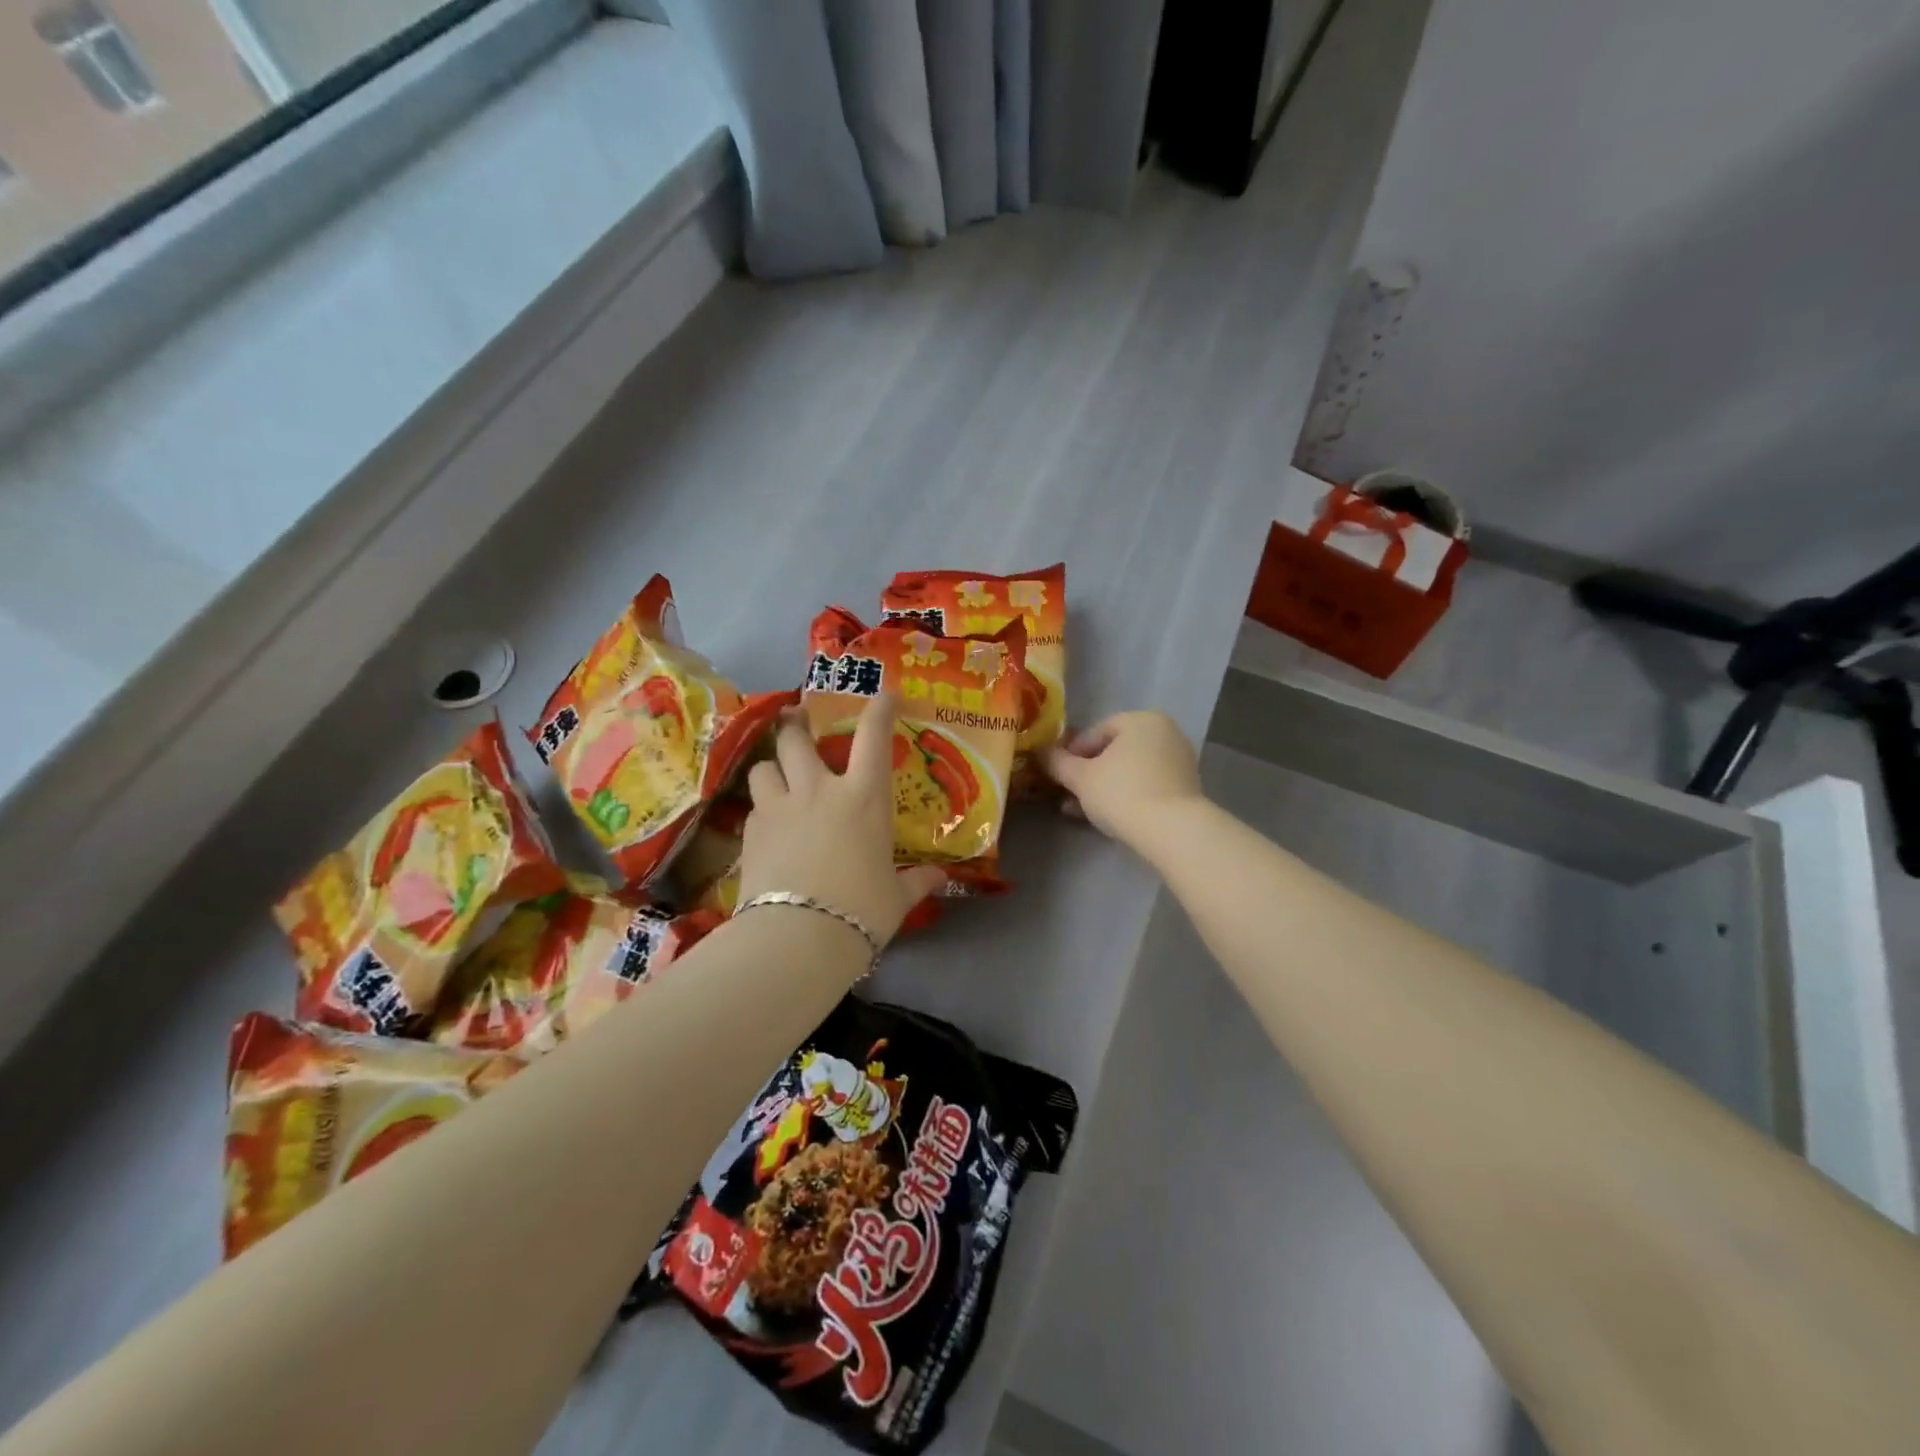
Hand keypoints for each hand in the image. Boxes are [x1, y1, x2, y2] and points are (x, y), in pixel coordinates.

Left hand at [737, 695, 945, 945]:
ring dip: (771, 767)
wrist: (799, 938)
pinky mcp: (751, 833)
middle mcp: (818, 790)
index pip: (873, 738)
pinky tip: (768, 826)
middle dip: (795, 723)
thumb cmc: (861, 912)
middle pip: (796, 738)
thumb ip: (915, 882)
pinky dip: (762, 808)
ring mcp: (779, 808)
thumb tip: (939, 878)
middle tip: (796, 719)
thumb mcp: (896, 898)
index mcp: (864, 798)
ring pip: (763, 766)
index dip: (879, 709)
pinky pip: (754, 807)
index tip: (884, 694)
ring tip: (776, 776)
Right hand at [1041, 711, 1204, 854]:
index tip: (1056, 774)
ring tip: (1077, 810)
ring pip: (1128, 772)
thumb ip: (1057, 762)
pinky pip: (1145, 786)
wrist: (1172, 831)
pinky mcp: (1185, 789)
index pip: (1096, 731)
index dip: (1070, 753)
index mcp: (1141, 720)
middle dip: (1086, 774)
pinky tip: (1103, 818)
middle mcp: (1164, 733)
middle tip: (1065, 793)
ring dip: (1101, 788)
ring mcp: (1178, 761)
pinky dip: (1124, 797)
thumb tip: (1040, 752)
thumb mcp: (1080, 777)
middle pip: (1113, 752)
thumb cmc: (1121, 793)